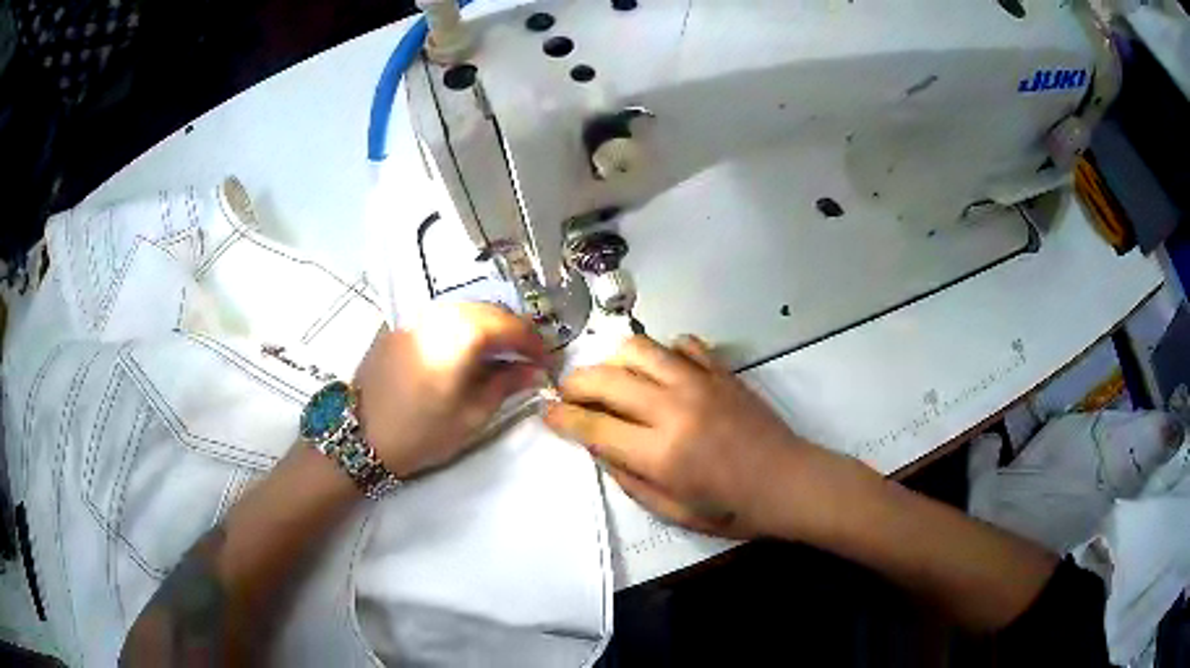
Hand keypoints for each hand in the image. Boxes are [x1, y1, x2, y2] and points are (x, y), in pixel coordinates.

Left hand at [353, 303, 547, 477]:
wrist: (362, 436)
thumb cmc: (422, 432)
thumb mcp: (472, 415)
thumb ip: (507, 384)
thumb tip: (534, 370)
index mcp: (460, 334)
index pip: (510, 325)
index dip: (534, 343)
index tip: (547, 362)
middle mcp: (439, 313)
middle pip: (488, 311)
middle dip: (513, 331)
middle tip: (526, 359)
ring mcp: (416, 315)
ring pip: (464, 310)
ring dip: (488, 328)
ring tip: (499, 356)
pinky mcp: (400, 324)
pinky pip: (441, 317)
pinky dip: (461, 328)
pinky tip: (465, 352)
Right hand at [544, 335, 846, 538]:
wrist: (789, 483)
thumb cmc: (732, 510)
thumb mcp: (673, 512)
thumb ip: (629, 479)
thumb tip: (598, 448)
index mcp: (660, 452)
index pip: (593, 425)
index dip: (562, 417)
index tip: (547, 412)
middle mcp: (673, 408)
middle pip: (606, 379)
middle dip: (575, 383)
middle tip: (568, 393)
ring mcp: (700, 383)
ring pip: (640, 349)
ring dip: (613, 359)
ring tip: (610, 376)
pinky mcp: (721, 371)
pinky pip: (683, 345)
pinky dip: (663, 353)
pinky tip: (662, 370)